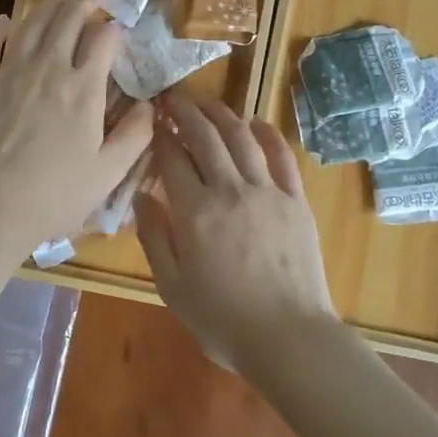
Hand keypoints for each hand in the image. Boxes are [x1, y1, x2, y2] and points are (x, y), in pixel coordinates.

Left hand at [0, 0, 152, 253]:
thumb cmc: (54, 195)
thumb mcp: (108, 173)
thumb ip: (135, 136)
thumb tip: (149, 105)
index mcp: (84, 89)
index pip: (103, 41)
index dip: (114, 30)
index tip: (119, 29)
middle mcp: (49, 68)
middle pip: (68, 20)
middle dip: (84, 2)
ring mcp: (10, 71)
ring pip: (32, 23)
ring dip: (48, 5)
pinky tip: (5, 22)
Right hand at [135, 94, 337, 371]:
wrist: (288, 337)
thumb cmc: (223, 320)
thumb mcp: (172, 287)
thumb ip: (154, 237)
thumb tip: (141, 196)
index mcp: (195, 213)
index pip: (172, 159)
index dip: (160, 136)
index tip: (152, 121)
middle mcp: (230, 190)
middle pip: (206, 137)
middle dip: (186, 113)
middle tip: (173, 99)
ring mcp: (268, 191)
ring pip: (242, 138)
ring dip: (222, 114)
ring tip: (206, 103)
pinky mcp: (296, 199)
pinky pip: (282, 156)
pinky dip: (268, 133)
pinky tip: (256, 122)